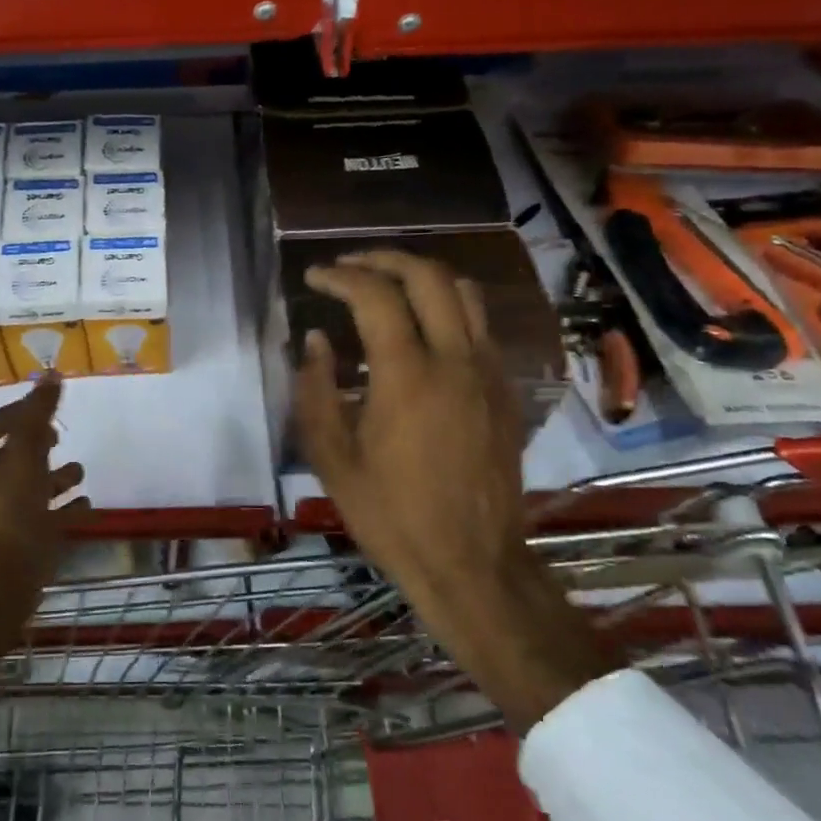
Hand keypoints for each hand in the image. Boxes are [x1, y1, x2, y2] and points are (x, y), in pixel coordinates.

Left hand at [0, 378, 86, 688]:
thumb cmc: (5, 518)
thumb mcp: (24, 460)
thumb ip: (37, 418)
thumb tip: (50, 375)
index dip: (14, 413)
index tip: (43, 405)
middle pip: (5, 457)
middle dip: (35, 446)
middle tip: (59, 437)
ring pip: (23, 490)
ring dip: (51, 478)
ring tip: (81, 470)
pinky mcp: (9, 548)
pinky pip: (37, 520)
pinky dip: (59, 510)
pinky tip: (86, 505)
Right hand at [295, 251, 608, 730]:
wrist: (471, 562)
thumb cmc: (390, 513)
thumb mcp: (331, 457)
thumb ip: (315, 389)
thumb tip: (315, 340)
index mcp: (407, 375)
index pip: (375, 295)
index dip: (340, 276)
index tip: (314, 276)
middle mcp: (455, 359)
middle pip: (428, 276)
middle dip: (384, 259)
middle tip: (350, 265)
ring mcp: (489, 372)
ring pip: (464, 293)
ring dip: (422, 276)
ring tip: (388, 284)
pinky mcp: (506, 391)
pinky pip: (480, 326)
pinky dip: (447, 307)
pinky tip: (422, 329)